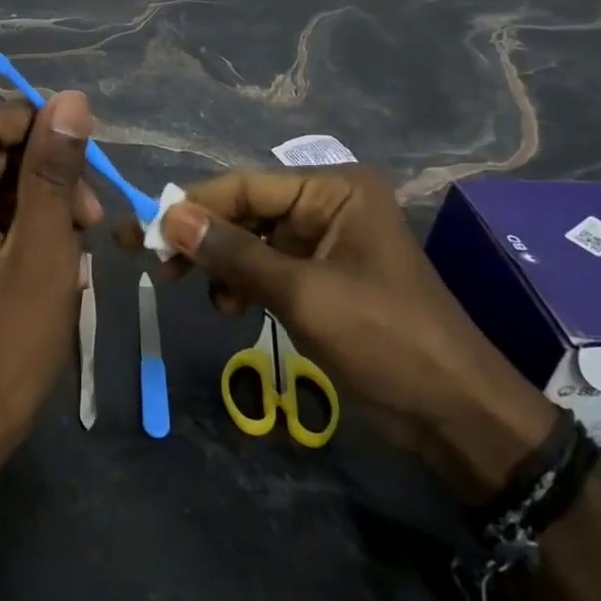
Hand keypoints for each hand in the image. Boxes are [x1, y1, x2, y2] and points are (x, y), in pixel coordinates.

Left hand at [0, 95, 100, 481]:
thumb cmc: (7, 350)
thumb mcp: (42, 253)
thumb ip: (54, 171)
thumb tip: (71, 99)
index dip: (40, 127)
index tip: (88, 156)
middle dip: (46, 171)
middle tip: (91, 214)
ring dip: (42, 197)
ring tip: (81, 236)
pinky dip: (27, 219)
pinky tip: (59, 247)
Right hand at [139, 166, 555, 497]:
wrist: (456, 415)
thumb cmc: (385, 339)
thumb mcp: (302, 293)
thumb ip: (233, 253)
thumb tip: (168, 217)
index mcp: (334, 190)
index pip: (246, 185)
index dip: (193, 206)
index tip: (144, 230)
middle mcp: (328, 205)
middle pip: (246, 210)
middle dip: (203, 238)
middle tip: (155, 263)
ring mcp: (325, 242)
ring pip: (251, 240)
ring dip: (221, 265)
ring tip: (198, 294)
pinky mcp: (322, 277)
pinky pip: (267, 267)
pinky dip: (242, 283)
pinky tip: (230, 308)